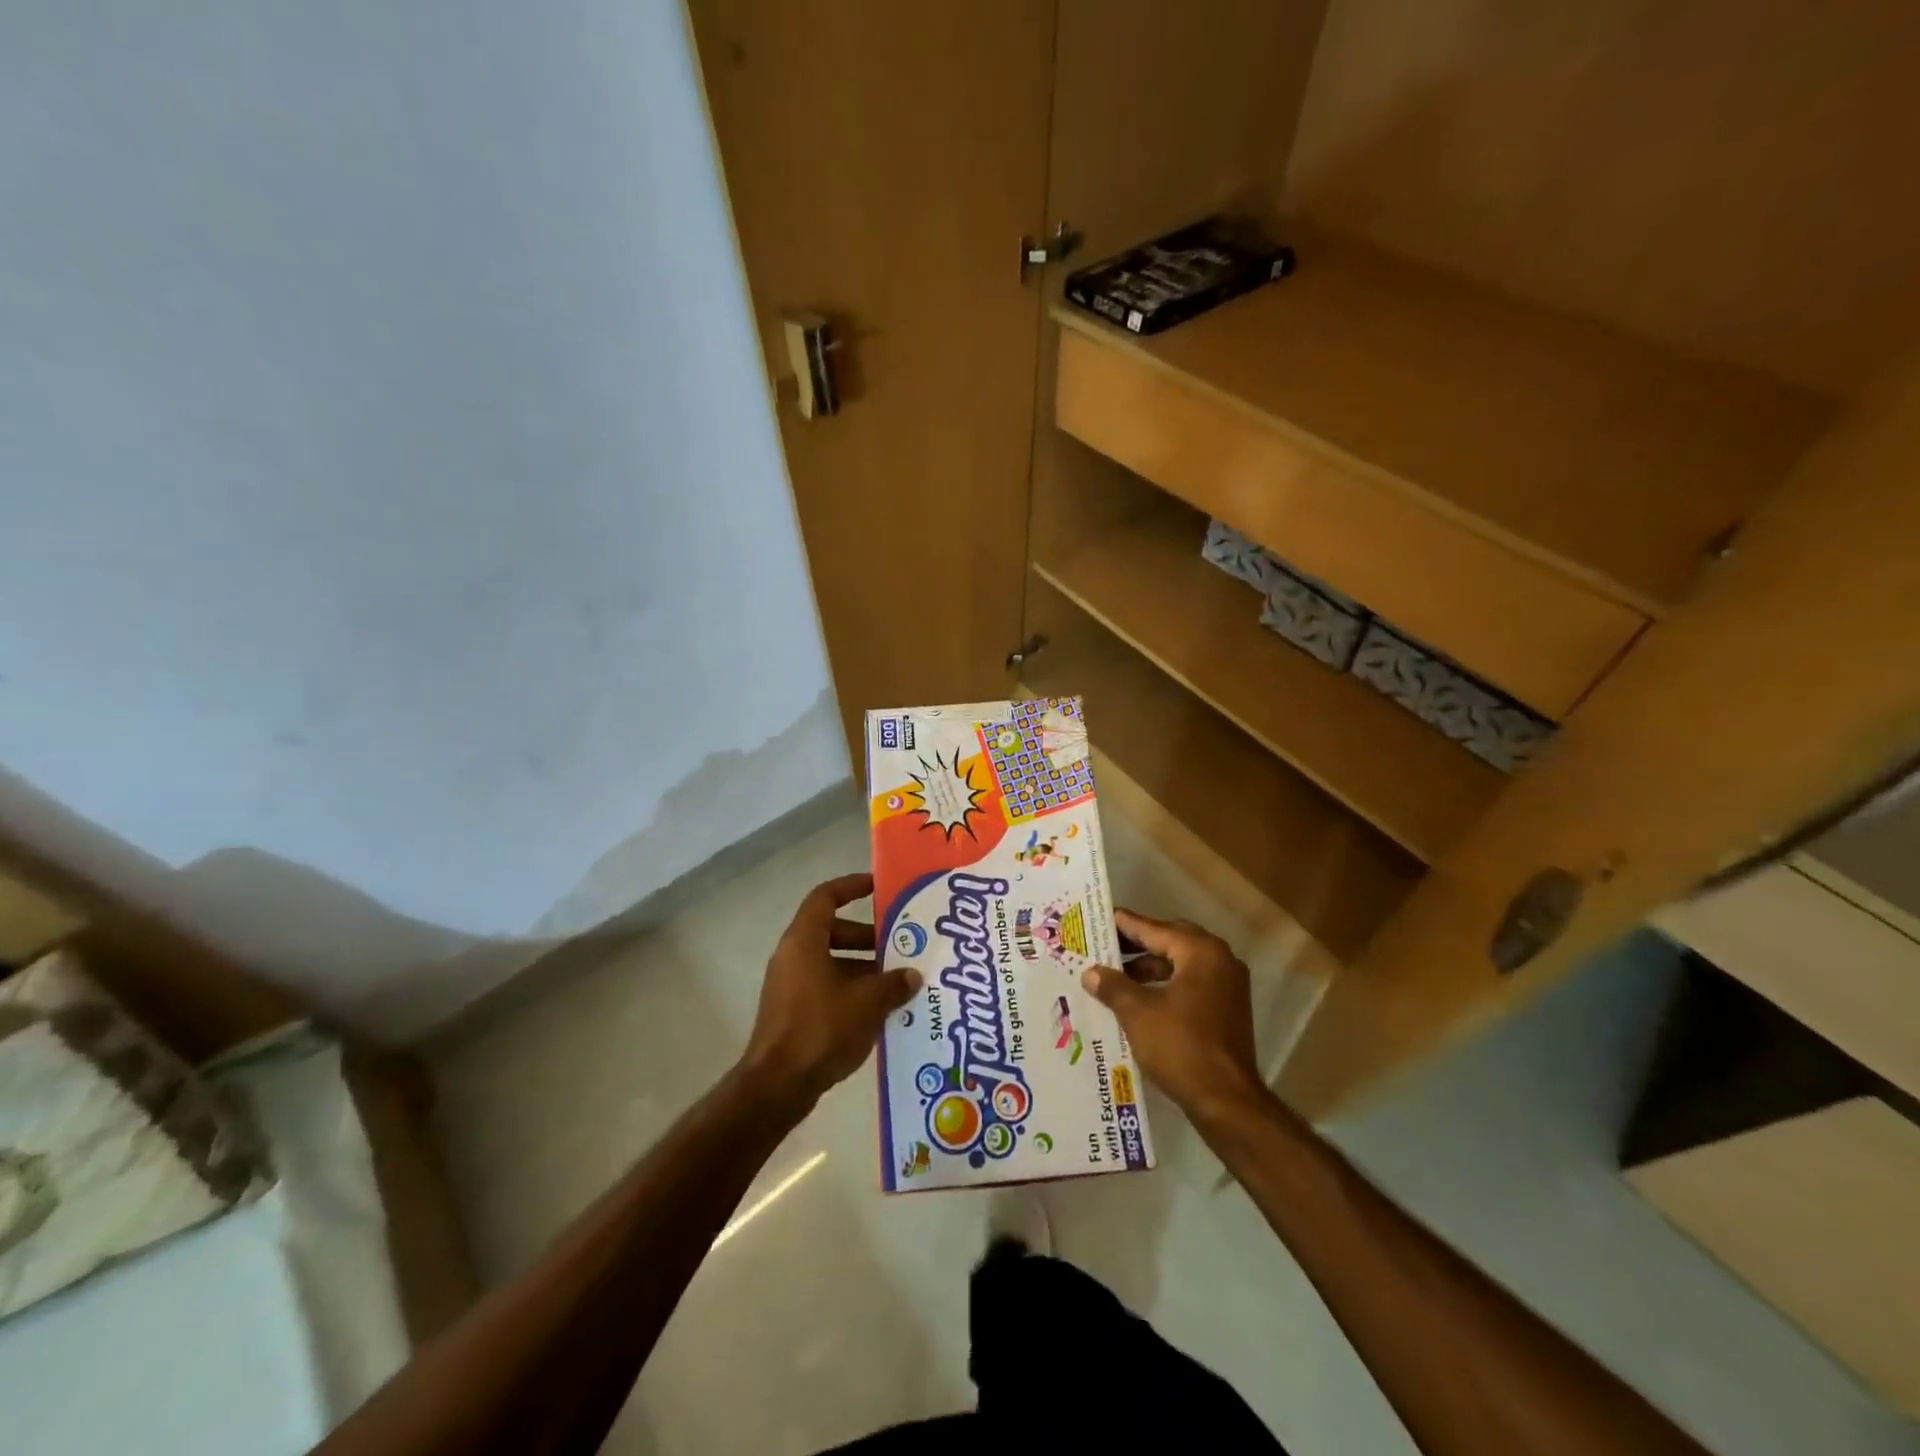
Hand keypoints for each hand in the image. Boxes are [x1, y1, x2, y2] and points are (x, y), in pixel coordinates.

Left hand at [737, 873, 920, 1109]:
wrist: (777, 1085)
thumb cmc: (821, 1028)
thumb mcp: (867, 1002)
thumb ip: (893, 983)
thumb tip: (912, 975)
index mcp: (804, 941)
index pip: (826, 897)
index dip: (852, 887)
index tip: (879, 888)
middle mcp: (793, 956)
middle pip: (832, 930)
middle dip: (867, 936)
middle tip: (899, 944)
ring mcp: (790, 985)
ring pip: (831, 961)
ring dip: (863, 967)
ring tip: (898, 980)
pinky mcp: (793, 1011)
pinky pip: (826, 986)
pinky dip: (851, 989)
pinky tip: (880, 1009)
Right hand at [1081, 909, 1263, 1119]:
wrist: (1226, 1101)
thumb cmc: (1180, 1046)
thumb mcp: (1137, 1012)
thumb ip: (1113, 986)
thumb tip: (1091, 973)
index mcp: (1201, 952)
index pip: (1154, 928)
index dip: (1124, 925)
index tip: (1099, 919)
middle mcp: (1220, 960)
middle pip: (1171, 940)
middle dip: (1137, 944)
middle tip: (1105, 946)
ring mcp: (1228, 986)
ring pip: (1181, 963)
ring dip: (1150, 966)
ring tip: (1116, 975)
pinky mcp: (1227, 1009)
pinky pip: (1191, 983)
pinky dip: (1165, 984)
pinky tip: (1139, 998)